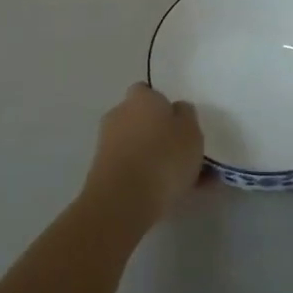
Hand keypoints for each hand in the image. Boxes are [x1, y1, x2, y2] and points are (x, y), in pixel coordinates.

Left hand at [84, 83, 203, 229]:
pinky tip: (169, 197)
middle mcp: (119, 115)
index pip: (148, 92)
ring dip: (154, 159)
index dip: (163, 106)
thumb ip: (186, 116)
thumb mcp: (191, 131)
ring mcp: (107, 144)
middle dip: (158, 134)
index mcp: (140, 98)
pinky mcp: (102, 172)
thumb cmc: (164, 156)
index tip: (178, 123)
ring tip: (184, 183)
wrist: (124, 200)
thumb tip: (177, 110)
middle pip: (141, 120)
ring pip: (138, 147)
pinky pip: (131, 170)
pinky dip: (147, 179)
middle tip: (182, 154)